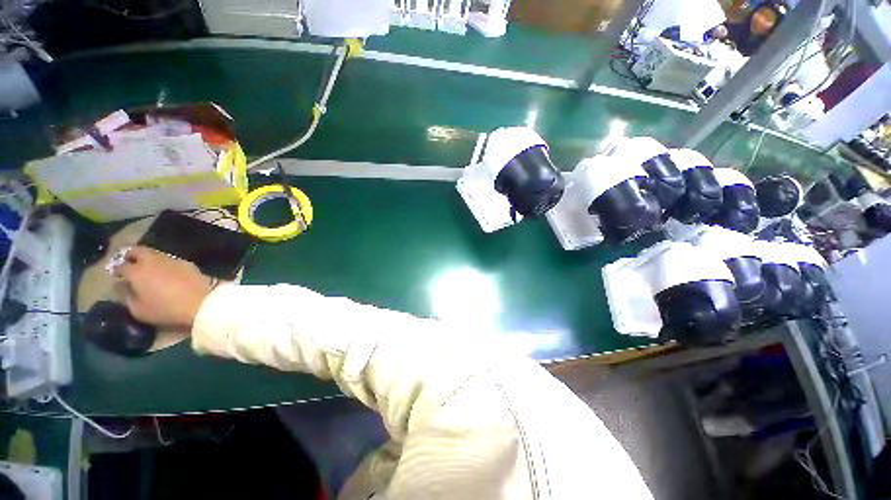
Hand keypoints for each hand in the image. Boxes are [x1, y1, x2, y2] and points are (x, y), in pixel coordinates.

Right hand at [116, 246, 215, 329]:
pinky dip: (164, 263)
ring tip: (147, 269)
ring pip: (154, 253)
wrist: (201, 302)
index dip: (117, 271)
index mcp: (137, 271)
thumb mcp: (138, 310)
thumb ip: (126, 296)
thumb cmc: (165, 309)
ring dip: (148, 258)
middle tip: (129, 264)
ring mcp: (172, 259)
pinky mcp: (187, 263)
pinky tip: (165, 272)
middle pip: (137, 251)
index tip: (117, 276)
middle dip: (130, 255)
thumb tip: (122, 286)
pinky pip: (170, 259)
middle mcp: (153, 261)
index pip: (121, 266)